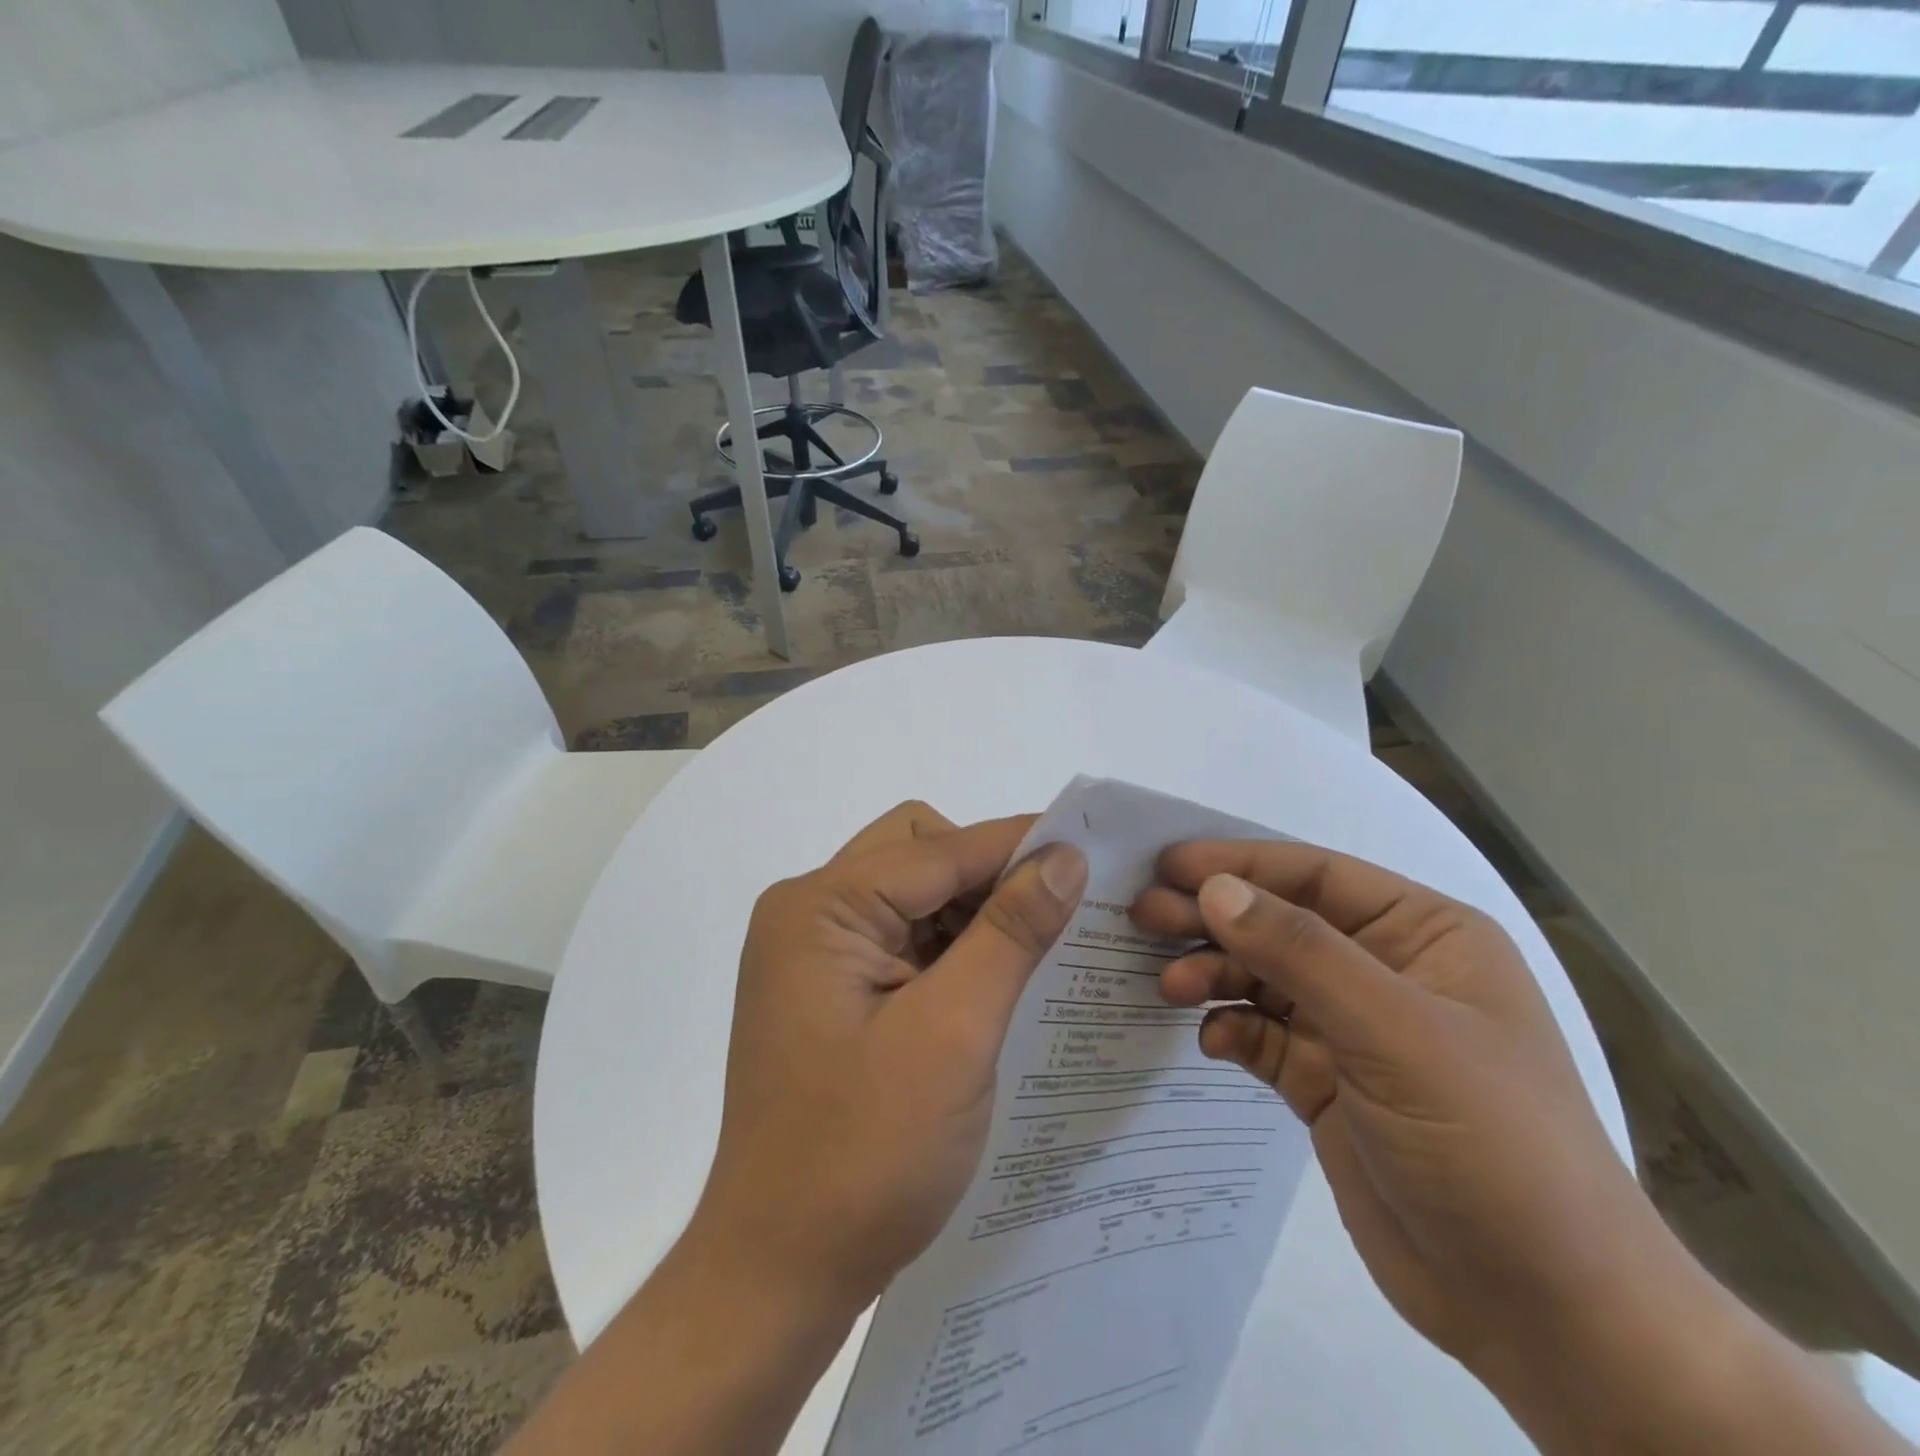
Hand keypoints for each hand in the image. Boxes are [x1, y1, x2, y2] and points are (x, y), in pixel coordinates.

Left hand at [691, 801, 1087, 1315]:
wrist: (781, 1272)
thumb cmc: (865, 1154)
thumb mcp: (952, 1034)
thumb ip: (1009, 934)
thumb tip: (1063, 856)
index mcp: (820, 909)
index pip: (937, 849)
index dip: (1017, 845)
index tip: (1091, 851)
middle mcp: (808, 913)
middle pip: (917, 853)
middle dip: (986, 874)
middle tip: (1051, 917)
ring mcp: (814, 952)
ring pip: (913, 893)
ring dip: (972, 912)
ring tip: (1033, 952)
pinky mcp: (830, 989)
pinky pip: (902, 936)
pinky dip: (951, 946)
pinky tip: (993, 980)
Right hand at [1130, 840, 1672, 1381]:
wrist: (1547, 1314)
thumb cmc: (1490, 1144)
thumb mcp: (1395, 1032)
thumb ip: (1300, 952)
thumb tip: (1214, 888)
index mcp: (1424, 936)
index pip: (1316, 877)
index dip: (1240, 864)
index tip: (1167, 866)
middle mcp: (1387, 972)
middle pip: (1280, 924)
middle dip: (1213, 918)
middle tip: (1143, 916)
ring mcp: (1355, 1032)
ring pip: (1264, 979)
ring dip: (1214, 974)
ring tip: (1167, 986)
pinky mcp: (1328, 1085)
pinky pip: (1263, 1037)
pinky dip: (1231, 1031)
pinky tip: (1210, 1041)